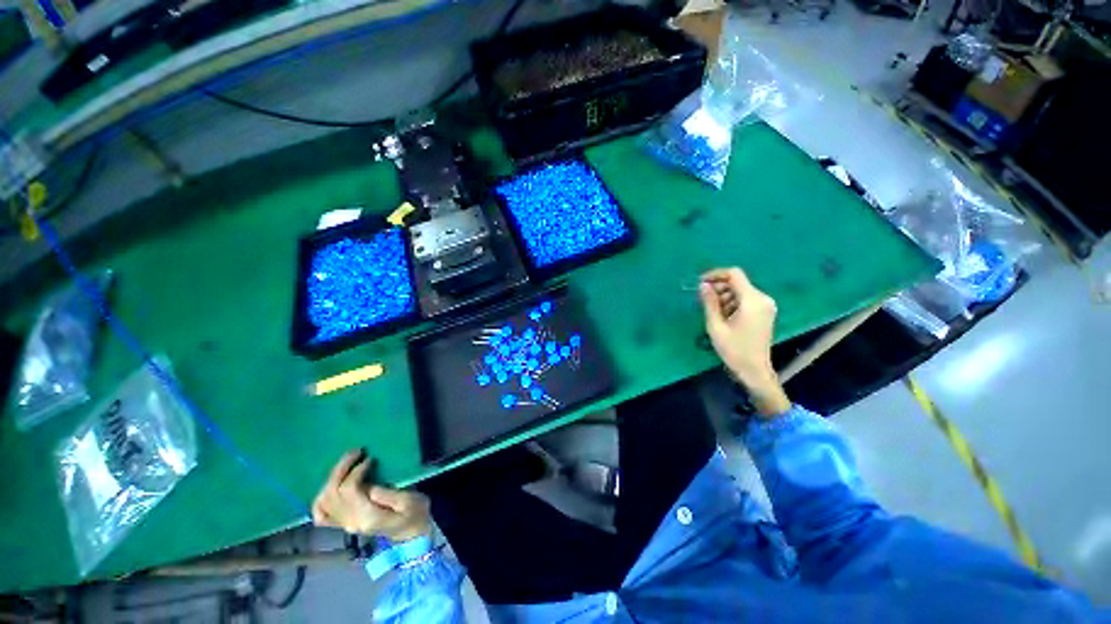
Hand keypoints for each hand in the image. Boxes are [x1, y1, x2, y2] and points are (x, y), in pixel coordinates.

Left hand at [313, 450, 430, 540]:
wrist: (412, 534)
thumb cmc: (415, 513)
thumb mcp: (410, 501)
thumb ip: (389, 495)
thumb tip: (369, 487)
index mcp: (366, 516)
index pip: (349, 490)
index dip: (356, 471)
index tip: (370, 459)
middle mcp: (349, 522)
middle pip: (332, 493)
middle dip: (341, 468)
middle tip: (356, 452)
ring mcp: (343, 524)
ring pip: (323, 501)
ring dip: (332, 478)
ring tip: (347, 463)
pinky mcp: (343, 523)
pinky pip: (320, 514)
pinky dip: (321, 498)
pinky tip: (331, 486)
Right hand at [699, 268, 790, 416]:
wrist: (754, 370)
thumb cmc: (734, 349)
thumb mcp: (716, 326)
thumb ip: (710, 302)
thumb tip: (703, 285)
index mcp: (752, 300)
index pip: (734, 274)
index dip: (715, 274)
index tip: (700, 283)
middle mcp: (762, 298)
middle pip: (737, 282)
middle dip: (718, 287)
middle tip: (702, 299)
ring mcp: (766, 305)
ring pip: (740, 291)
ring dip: (724, 296)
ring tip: (712, 311)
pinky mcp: (764, 312)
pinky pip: (745, 299)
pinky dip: (732, 302)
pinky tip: (723, 315)